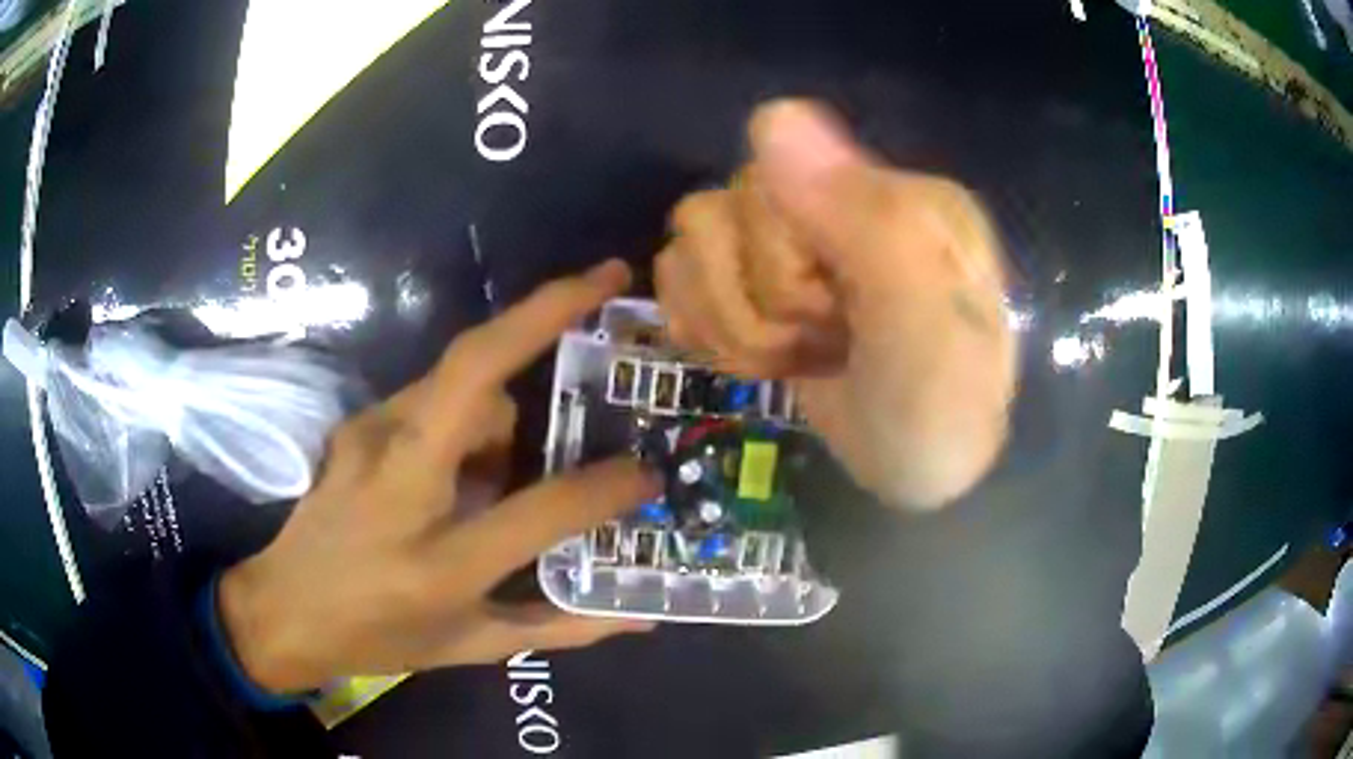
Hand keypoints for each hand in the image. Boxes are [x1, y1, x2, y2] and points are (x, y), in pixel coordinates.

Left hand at [219, 261, 657, 693]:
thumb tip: (639, 616)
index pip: (541, 508)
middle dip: (548, 308)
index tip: (647, 472)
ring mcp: (370, 440)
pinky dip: (467, 413)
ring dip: (505, 397)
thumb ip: (559, 627)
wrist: (285, 609)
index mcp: (440, 561)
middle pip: (475, 369)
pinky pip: (432, 396)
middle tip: (609, 278)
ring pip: (459, 378)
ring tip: (513, 454)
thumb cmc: (379, 638)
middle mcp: (401, 485)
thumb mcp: (471, 646)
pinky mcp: (357, 425)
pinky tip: (464, 460)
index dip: (607, 486)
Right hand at [655, 100, 1016, 509]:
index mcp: (884, 191)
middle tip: (825, 347)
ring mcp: (793, 241)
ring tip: (798, 356)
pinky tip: (762, 357)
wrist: (923, 478)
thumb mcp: (924, 330)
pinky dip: (708, 329)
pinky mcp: (759, 281)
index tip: (838, 317)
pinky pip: (680, 277)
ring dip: (734, 325)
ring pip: (690, 246)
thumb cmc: (936, 412)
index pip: (763, 182)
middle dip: (759, 310)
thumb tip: (773, 115)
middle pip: (715, 215)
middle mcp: (833, 200)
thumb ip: (867, 221)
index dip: (780, 268)